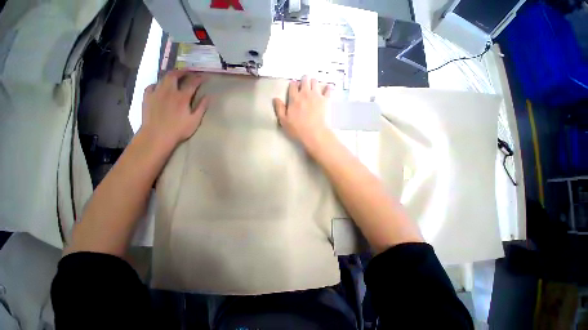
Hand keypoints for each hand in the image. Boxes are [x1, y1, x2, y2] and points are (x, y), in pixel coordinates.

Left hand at [141, 70, 208, 147]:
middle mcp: (168, 91)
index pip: (192, 83)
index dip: (199, 78)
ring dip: (171, 75)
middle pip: (174, 75)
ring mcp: (156, 93)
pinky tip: (160, 87)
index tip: (204, 76)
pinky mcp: (147, 97)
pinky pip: (152, 86)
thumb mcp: (195, 120)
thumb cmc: (179, 129)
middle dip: (182, 71)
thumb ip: (202, 107)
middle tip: (188, 71)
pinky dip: (158, 84)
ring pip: (163, 78)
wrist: (157, 135)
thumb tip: (209, 96)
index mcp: (182, 97)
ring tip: (175, 76)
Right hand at [273, 75, 331, 147]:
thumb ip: (279, 109)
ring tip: (313, 88)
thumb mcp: (284, 121)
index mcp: (294, 98)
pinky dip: (327, 88)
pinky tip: (327, 90)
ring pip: (315, 81)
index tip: (294, 88)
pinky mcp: (326, 100)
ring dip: (313, 83)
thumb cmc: (298, 129)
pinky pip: (328, 89)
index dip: (293, 85)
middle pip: (305, 80)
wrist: (315, 134)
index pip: (293, 85)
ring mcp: (316, 95)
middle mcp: (305, 93)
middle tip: (304, 86)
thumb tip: (275, 98)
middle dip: (304, 81)